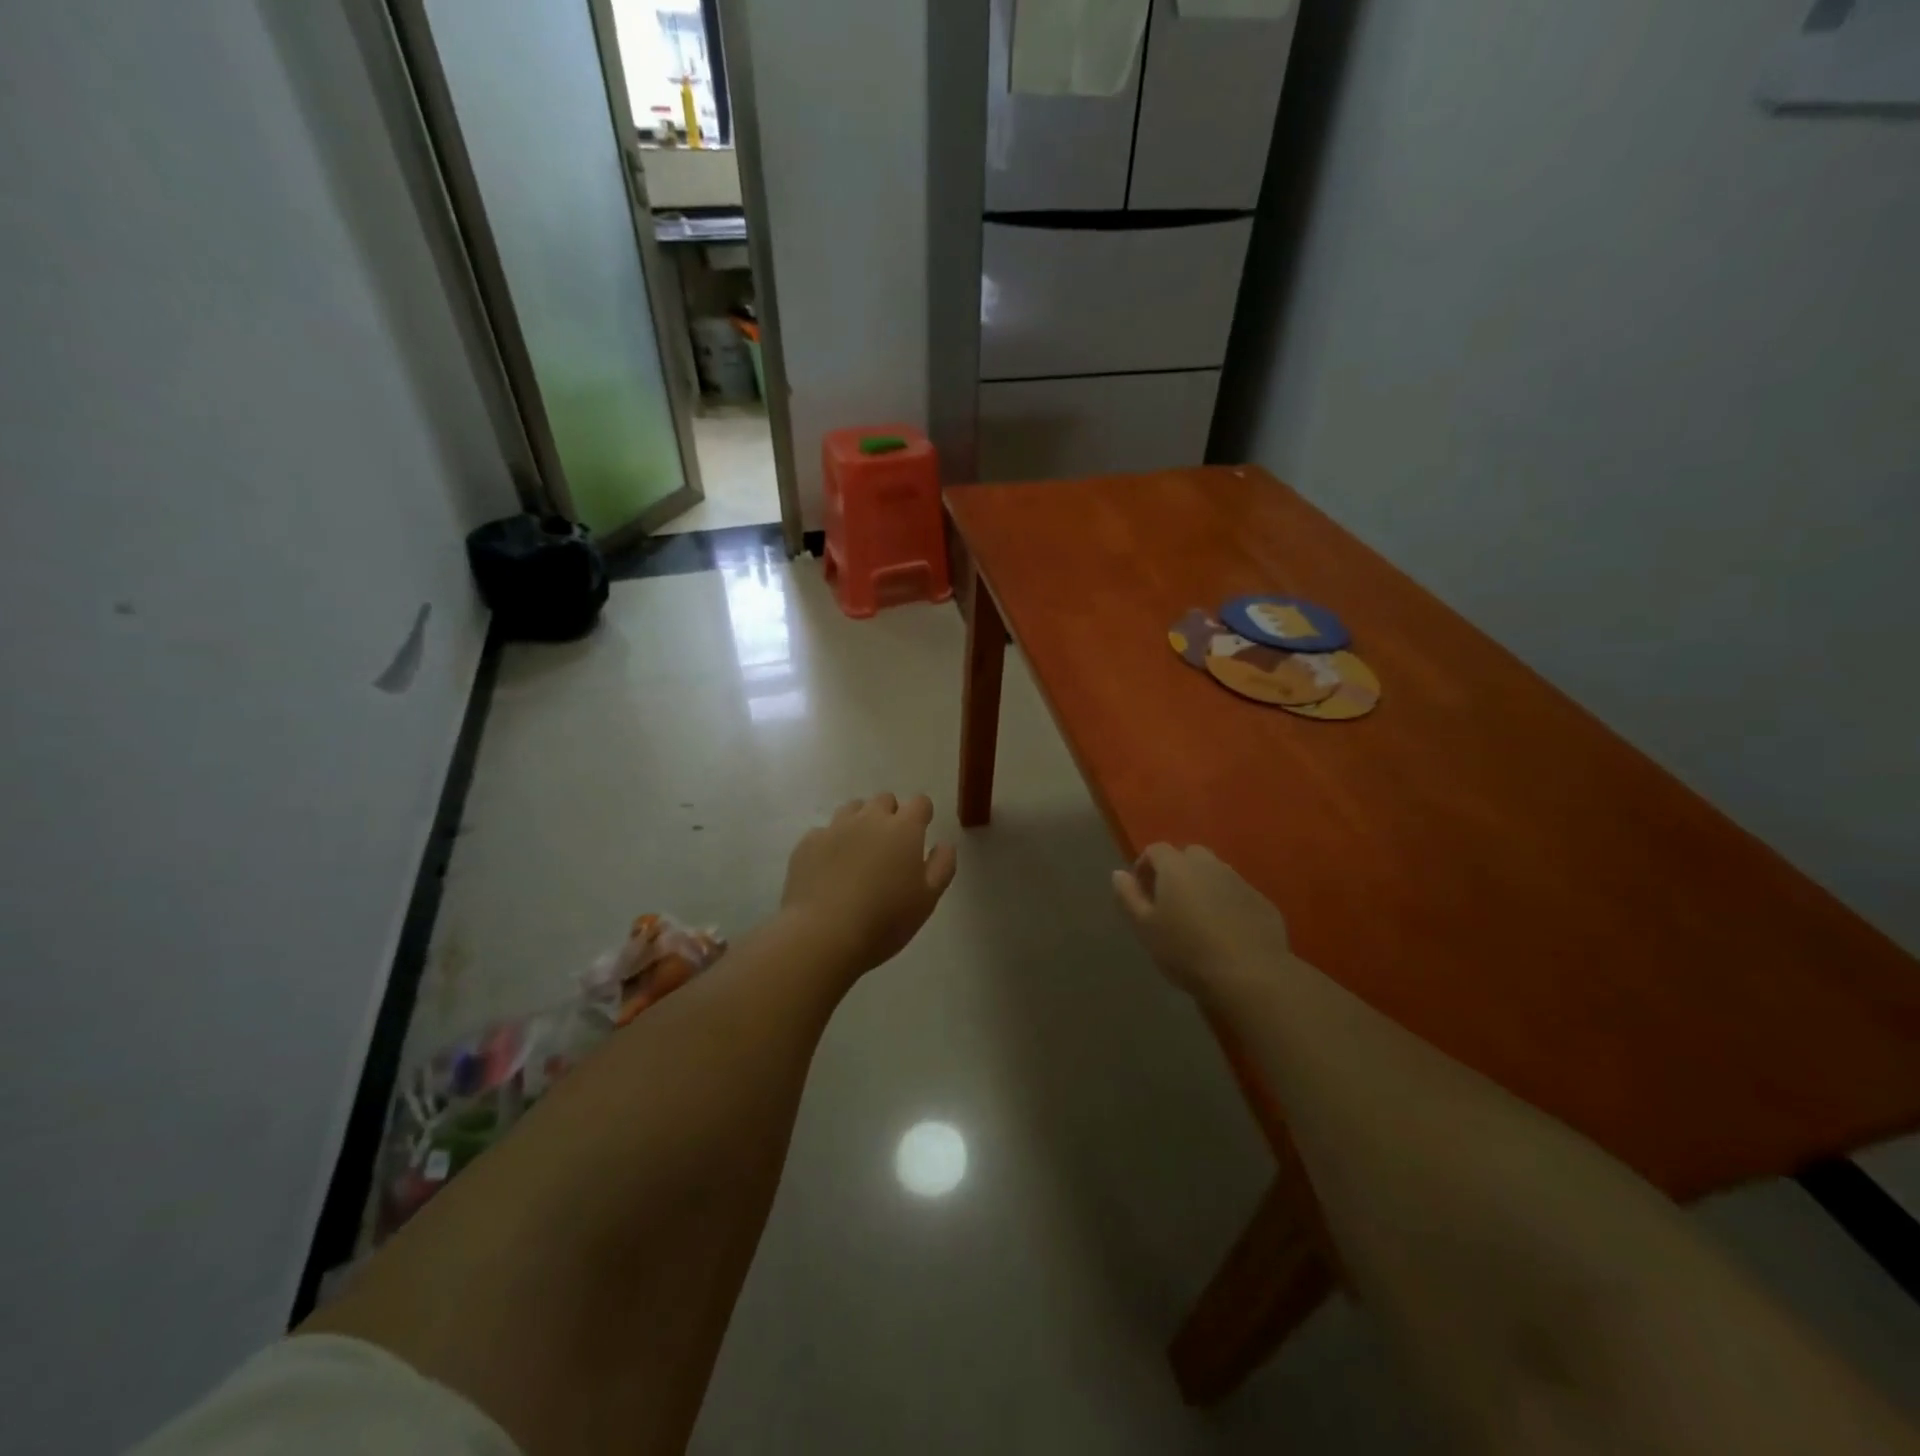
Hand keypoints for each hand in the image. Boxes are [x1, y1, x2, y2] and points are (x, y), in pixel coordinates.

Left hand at [780, 794, 957, 978]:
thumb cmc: (885, 919)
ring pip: (852, 810)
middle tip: (890, 846)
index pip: (920, 803)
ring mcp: (834, 828)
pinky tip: (829, 868)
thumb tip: (944, 844)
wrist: (823, 934)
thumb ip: (942, 866)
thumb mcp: (927, 899)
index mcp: (903, 829)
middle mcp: (869, 819)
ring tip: (859, 853)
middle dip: (890, 815)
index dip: (922, 815)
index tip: (921, 832)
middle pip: (884, 800)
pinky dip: (831, 843)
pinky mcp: (807, 843)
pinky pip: (824, 832)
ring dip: (860, 823)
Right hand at [1113, 844, 1293, 996]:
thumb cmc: (1186, 951)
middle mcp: (1209, 865)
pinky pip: (1237, 894)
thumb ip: (1128, 897)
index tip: (1140, 890)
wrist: (1250, 975)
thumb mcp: (1145, 928)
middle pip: (1188, 856)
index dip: (1144, 866)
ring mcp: (1240, 881)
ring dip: (1203, 885)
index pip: (1156, 850)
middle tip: (1169, 901)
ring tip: (1197, 917)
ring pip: (1215, 873)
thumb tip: (1119, 874)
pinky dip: (1227, 902)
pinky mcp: (1262, 902)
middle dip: (1176, 871)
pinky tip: (1225, 930)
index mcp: (1177, 867)